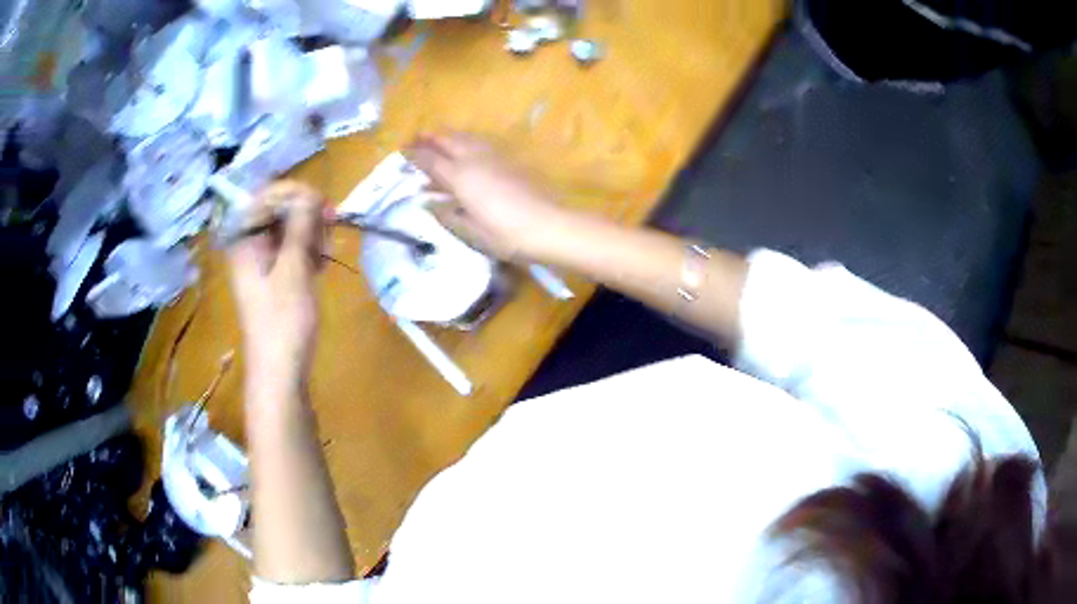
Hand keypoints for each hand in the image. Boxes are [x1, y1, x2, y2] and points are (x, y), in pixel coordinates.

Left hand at [228, 180, 326, 398]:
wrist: (280, 370)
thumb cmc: (283, 321)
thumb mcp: (294, 269)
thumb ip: (300, 227)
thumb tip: (310, 193)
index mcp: (245, 240)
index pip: (266, 196)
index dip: (294, 193)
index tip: (322, 204)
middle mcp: (250, 245)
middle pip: (279, 210)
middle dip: (306, 214)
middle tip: (330, 229)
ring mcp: (263, 261)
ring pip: (290, 229)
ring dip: (311, 234)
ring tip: (325, 254)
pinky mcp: (275, 276)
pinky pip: (293, 250)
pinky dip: (309, 251)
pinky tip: (321, 265)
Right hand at [407, 132, 570, 262]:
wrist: (548, 225)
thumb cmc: (504, 234)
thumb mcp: (469, 230)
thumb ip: (445, 213)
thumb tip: (426, 202)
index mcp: (459, 176)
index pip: (430, 160)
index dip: (414, 155)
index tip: (401, 151)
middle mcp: (474, 159)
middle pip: (447, 141)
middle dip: (429, 137)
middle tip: (415, 137)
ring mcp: (494, 157)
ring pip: (465, 137)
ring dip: (448, 135)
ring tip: (437, 137)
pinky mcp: (509, 160)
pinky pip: (480, 143)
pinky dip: (466, 141)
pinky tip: (466, 148)